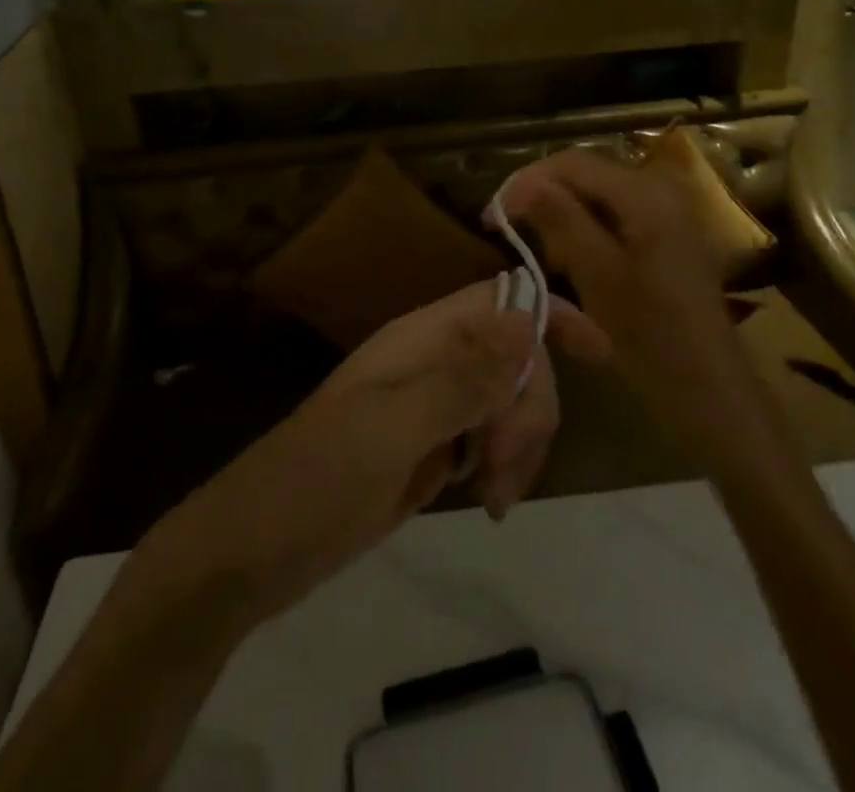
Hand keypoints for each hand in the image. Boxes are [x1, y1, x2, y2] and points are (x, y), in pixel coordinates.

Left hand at [161, 278, 609, 626]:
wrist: (252, 552)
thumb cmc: (314, 480)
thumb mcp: (389, 429)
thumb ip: (461, 377)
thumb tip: (527, 320)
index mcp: (421, 339)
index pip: (500, 301)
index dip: (550, 316)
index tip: (601, 352)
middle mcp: (432, 362)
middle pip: (515, 359)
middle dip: (529, 409)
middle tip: (504, 470)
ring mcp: (432, 406)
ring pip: (507, 401)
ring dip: (519, 444)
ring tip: (495, 498)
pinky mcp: (431, 447)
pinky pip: (489, 438)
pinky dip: (502, 465)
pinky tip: (488, 500)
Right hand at [499, 149, 791, 466]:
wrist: (709, 384)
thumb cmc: (650, 333)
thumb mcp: (596, 274)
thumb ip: (560, 220)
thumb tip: (520, 184)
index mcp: (645, 192)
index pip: (572, 163)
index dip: (527, 181)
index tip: (492, 213)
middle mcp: (660, 186)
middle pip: (586, 172)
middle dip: (543, 195)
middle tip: (507, 228)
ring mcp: (668, 207)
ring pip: (598, 192)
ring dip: (563, 211)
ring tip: (536, 244)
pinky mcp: (668, 230)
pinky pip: (615, 211)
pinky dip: (586, 225)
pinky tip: (570, 255)